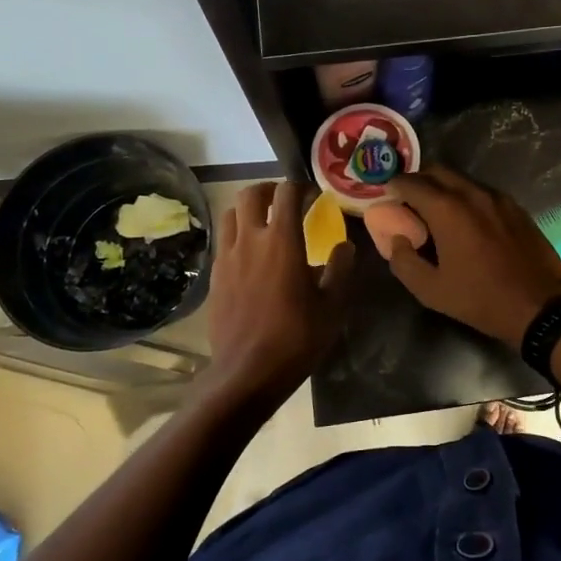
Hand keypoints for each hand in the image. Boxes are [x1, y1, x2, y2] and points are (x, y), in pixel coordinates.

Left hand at [205, 182, 353, 401]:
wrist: (247, 372)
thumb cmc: (296, 338)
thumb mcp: (333, 306)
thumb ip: (341, 269)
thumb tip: (345, 245)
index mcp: (282, 241)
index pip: (287, 194)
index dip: (301, 188)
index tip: (314, 197)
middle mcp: (250, 240)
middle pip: (250, 194)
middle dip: (269, 190)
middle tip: (285, 202)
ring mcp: (227, 257)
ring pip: (230, 215)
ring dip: (248, 211)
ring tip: (264, 224)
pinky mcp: (215, 276)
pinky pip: (224, 242)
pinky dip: (237, 236)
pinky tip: (251, 256)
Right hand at [385, 166, 560, 346]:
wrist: (541, 305)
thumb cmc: (481, 299)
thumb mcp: (431, 290)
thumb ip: (403, 262)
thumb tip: (396, 240)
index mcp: (447, 209)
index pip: (411, 182)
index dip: (394, 186)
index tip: (385, 196)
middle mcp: (472, 193)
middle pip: (437, 171)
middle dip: (418, 180)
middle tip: (407, 201)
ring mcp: (498, 198)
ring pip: (461, 180)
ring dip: (442, 187)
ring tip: (435, 212)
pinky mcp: (515, 207)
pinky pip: (482, 192)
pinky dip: (465, 197)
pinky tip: (466, 221)